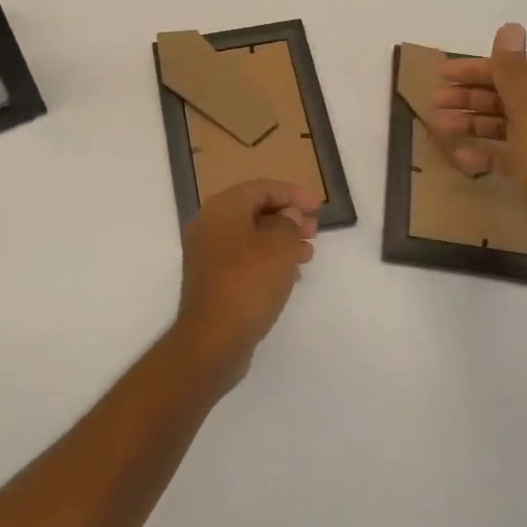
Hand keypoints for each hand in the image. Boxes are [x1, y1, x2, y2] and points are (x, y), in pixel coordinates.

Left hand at [172, 180, 317, 384]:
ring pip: (250, 236)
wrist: (213, 338)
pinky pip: (243, 258)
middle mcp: (210, 224)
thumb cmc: (249, 282)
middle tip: (314, 230)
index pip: (262, 188)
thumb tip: (288, 216)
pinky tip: (290, 273)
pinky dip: (267, 259)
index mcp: (222, 207)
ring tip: (308, 252)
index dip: (293, 194)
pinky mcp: (212, 278)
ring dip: (280, 240)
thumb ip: (289, 223)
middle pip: (254, 210)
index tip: (318, 207)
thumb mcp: (279, 247)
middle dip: (287, 218)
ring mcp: (207, 253)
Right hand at [431, 22, 526, 279]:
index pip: (508, 73)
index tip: (441, 74)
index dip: (475, 71)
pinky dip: (480, 153)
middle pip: (501, 98)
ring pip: (498, 126)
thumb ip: (513, 71)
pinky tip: (460, 158)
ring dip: (469, 122)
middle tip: (434, 101)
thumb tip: (511, 27)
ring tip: (438, 127)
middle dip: (467, 97)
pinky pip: (501, 156)